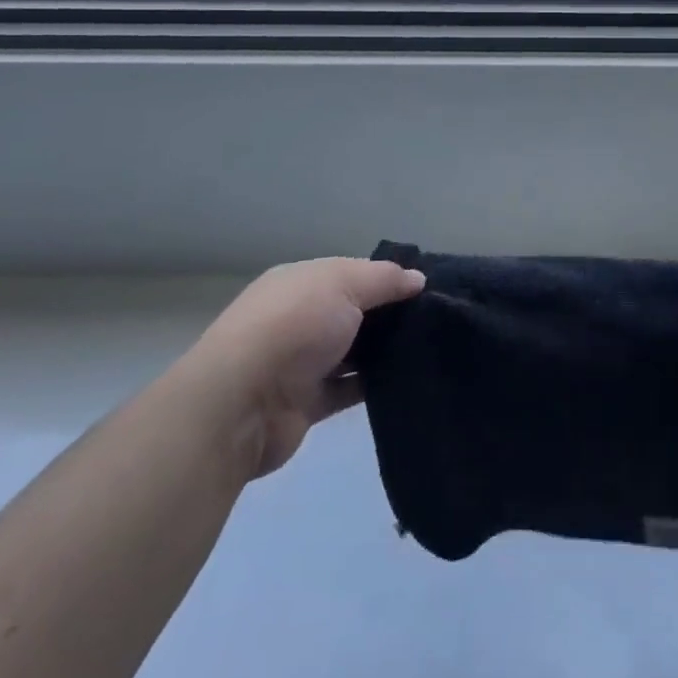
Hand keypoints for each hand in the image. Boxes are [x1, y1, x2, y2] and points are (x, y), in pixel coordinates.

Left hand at [190, 257, 424, 480]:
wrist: (242, 404)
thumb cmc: (294, 325)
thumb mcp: (344, 284)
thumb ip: (384, 279)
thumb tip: (418, 278)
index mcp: (301, 282)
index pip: (350, 273)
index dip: (386, 278)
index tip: (424, 288)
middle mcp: (299, 318)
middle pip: (352, 312)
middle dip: (388, 315)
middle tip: (435, 319)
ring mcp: (301, 362)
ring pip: (353, 351)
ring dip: (383, 351)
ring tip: (431, 348)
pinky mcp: (307, 403)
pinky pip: (349, 389)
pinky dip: (374, 385)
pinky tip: (408, 379)